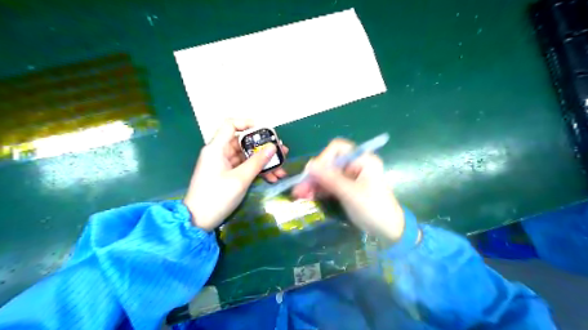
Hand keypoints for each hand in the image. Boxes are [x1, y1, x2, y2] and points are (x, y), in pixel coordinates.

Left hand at [185, 118, 288, 231]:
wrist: (199, 221)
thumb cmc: (217, 197)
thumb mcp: (240, 179)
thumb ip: (257, 161)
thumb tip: (273, 147)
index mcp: (217, 148)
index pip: (230, 125)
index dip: (247, 123)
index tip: (265, 131)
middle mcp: (220, 153)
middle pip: (243, 143)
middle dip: (264, 148)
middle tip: (282, 153)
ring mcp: (224, 165)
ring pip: (247, 157)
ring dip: (264, 162)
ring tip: (282, 170)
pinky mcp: (227, 175)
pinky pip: (245, 168)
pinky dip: (257, 171)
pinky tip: (272, 178)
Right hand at [293, 138, 404, 240]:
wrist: (389, 231)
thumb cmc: (373, 209)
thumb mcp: (350, 193)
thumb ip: (329, 179)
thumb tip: (309, 165)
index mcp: (363, 160)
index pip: (338, 149)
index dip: (323, 158)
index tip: (313, 174)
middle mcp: (356, 165)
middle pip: (330, 163)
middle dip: (315, 175)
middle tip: (299, 189)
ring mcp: (351, 177)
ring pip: (327, 174)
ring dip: (314, 183)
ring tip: (300, 195)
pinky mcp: (347, 188)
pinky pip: (330, 184)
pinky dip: (320, 189)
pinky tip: (309, 196)